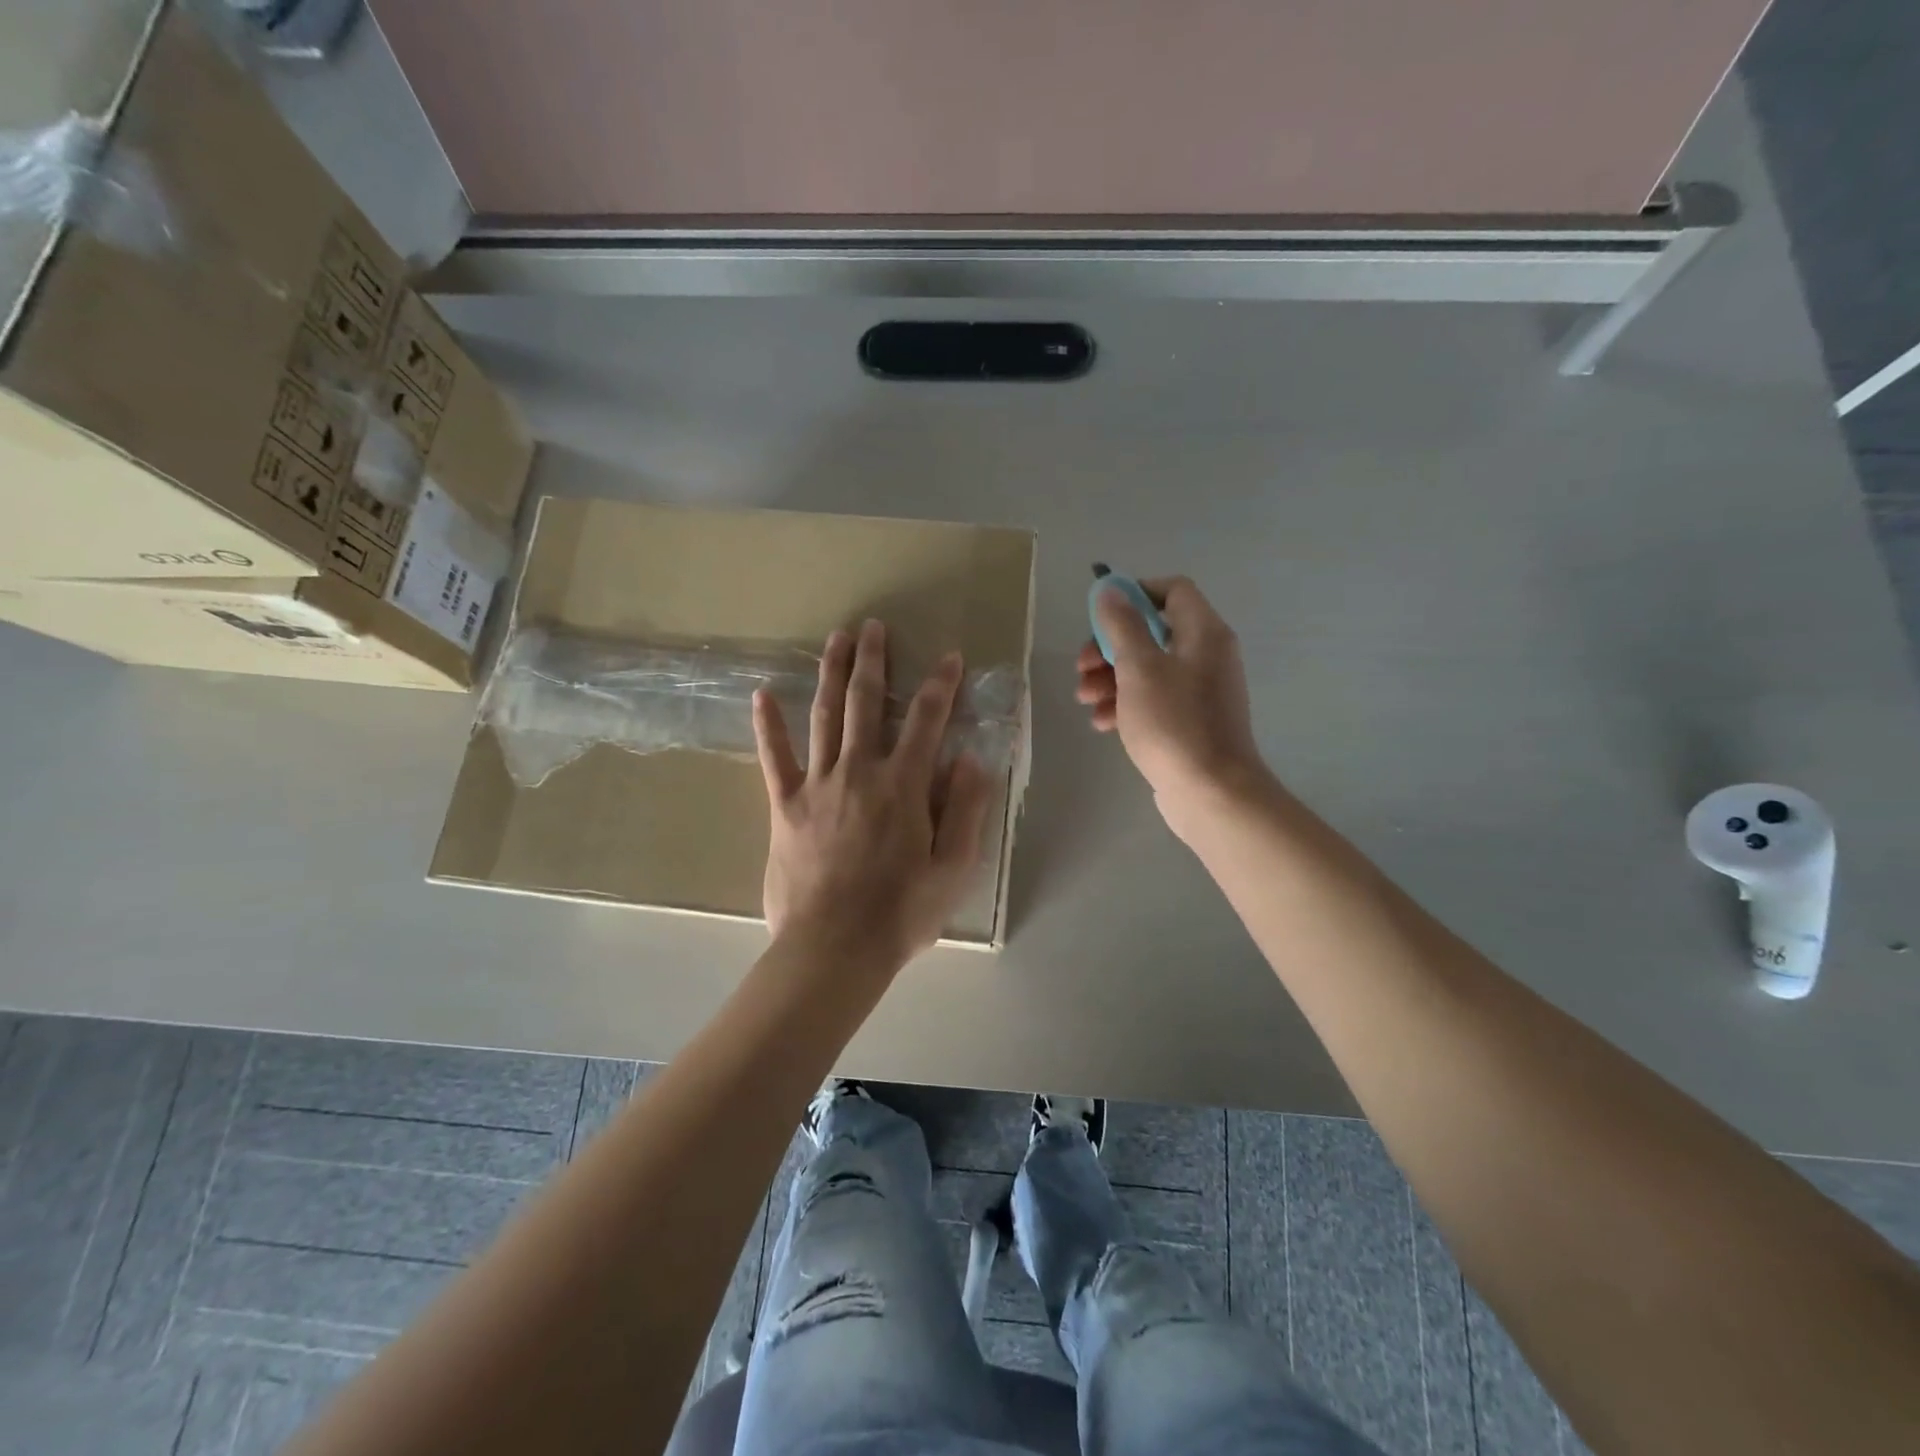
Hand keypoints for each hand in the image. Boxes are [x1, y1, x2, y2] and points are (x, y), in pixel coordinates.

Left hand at [753, 619, 993, 970]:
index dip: (940, 686)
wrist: (834, 949)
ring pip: (825, 717)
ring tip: (836, 639)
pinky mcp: (785, 806)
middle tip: (874, 627)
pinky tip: (761, 696)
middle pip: (867, 703)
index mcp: (904, 786)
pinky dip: (768, 727)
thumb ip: (966, 809)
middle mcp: (860, 772)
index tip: (949, 657)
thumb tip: (970, 758)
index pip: (926, 721)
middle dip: (873, 661)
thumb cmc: (901, 913)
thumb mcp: (953, 868)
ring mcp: (818, 785)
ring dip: (831, 674)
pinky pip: (775, 759)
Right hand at [1076, 576, 1269, 837]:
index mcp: (1203, 633)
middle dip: (1110, 647)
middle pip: (1152, 632)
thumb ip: (1122, 625)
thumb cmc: (1173, 723)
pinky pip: (1154, 700)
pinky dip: (1126, 704)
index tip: (1101, 615)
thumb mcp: (1139, 668)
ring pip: (1147, 669)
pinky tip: (1103, 723)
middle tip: (1082, 667)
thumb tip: (1110, 589)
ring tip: (1085, 700)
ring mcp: (1199, 691)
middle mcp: (1206, 656)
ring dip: (1111, 679)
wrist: (1211, 792)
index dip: (1135, 593)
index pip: (1173, 590)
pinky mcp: (1190, 722)